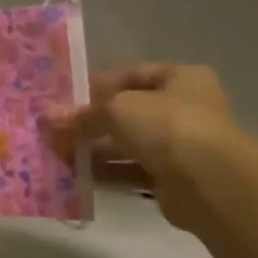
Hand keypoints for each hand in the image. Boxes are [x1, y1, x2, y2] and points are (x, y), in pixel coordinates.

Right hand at [46, 64, 241, 232]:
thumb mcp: (117, 108)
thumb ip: (83, 114)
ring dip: (95, 150)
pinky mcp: (172, 179)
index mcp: (182, 79)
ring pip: (128, 145)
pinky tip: (77, 176)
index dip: (99, 85)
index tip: (67, 98)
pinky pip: (131, 173)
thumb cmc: (167, 125)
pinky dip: (106, 174)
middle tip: (56, 130)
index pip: (133, 75)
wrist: (208, 181)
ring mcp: (180, 146)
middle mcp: (184, 109)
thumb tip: (48, 116)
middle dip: (91, 122)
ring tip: (58, 154)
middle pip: (129, 113)